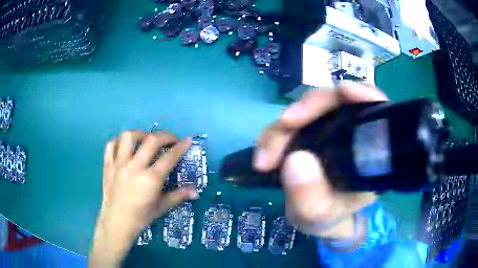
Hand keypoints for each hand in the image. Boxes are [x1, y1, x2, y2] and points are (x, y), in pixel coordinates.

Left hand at [89, 131, 197, 266]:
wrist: (117, 223)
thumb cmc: (141, 217)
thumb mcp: (161, 207)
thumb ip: (179, 196)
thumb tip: (196, 192)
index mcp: (150, 179)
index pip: (169, 158)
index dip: (181, 147)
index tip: (187, 140)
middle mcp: (134, 167)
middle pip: (151, 141)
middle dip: (165, 136)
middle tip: (171, 139)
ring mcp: (119, 164)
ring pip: (128, 137)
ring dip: (140, 134)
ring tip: (145, 140)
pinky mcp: (108, 165)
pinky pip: (111, 145)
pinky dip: (119, 141)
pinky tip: (125, 146)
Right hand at [253, 83, 387, 240]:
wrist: (314, 216)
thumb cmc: (327, 216)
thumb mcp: (319, 215)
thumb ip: (311, 197)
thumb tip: (296, 160)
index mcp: (369, 151)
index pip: (375, 110)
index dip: (363, 95)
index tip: (344, 92)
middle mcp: (350, 132)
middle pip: (335, 101)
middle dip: (308, 108)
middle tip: (284, 126)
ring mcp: (327, 128)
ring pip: (306, 110)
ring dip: (283, 126)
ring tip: (265, 157)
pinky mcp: (306, 132)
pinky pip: (289, 123)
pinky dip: (274, 133)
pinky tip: (264, 150)